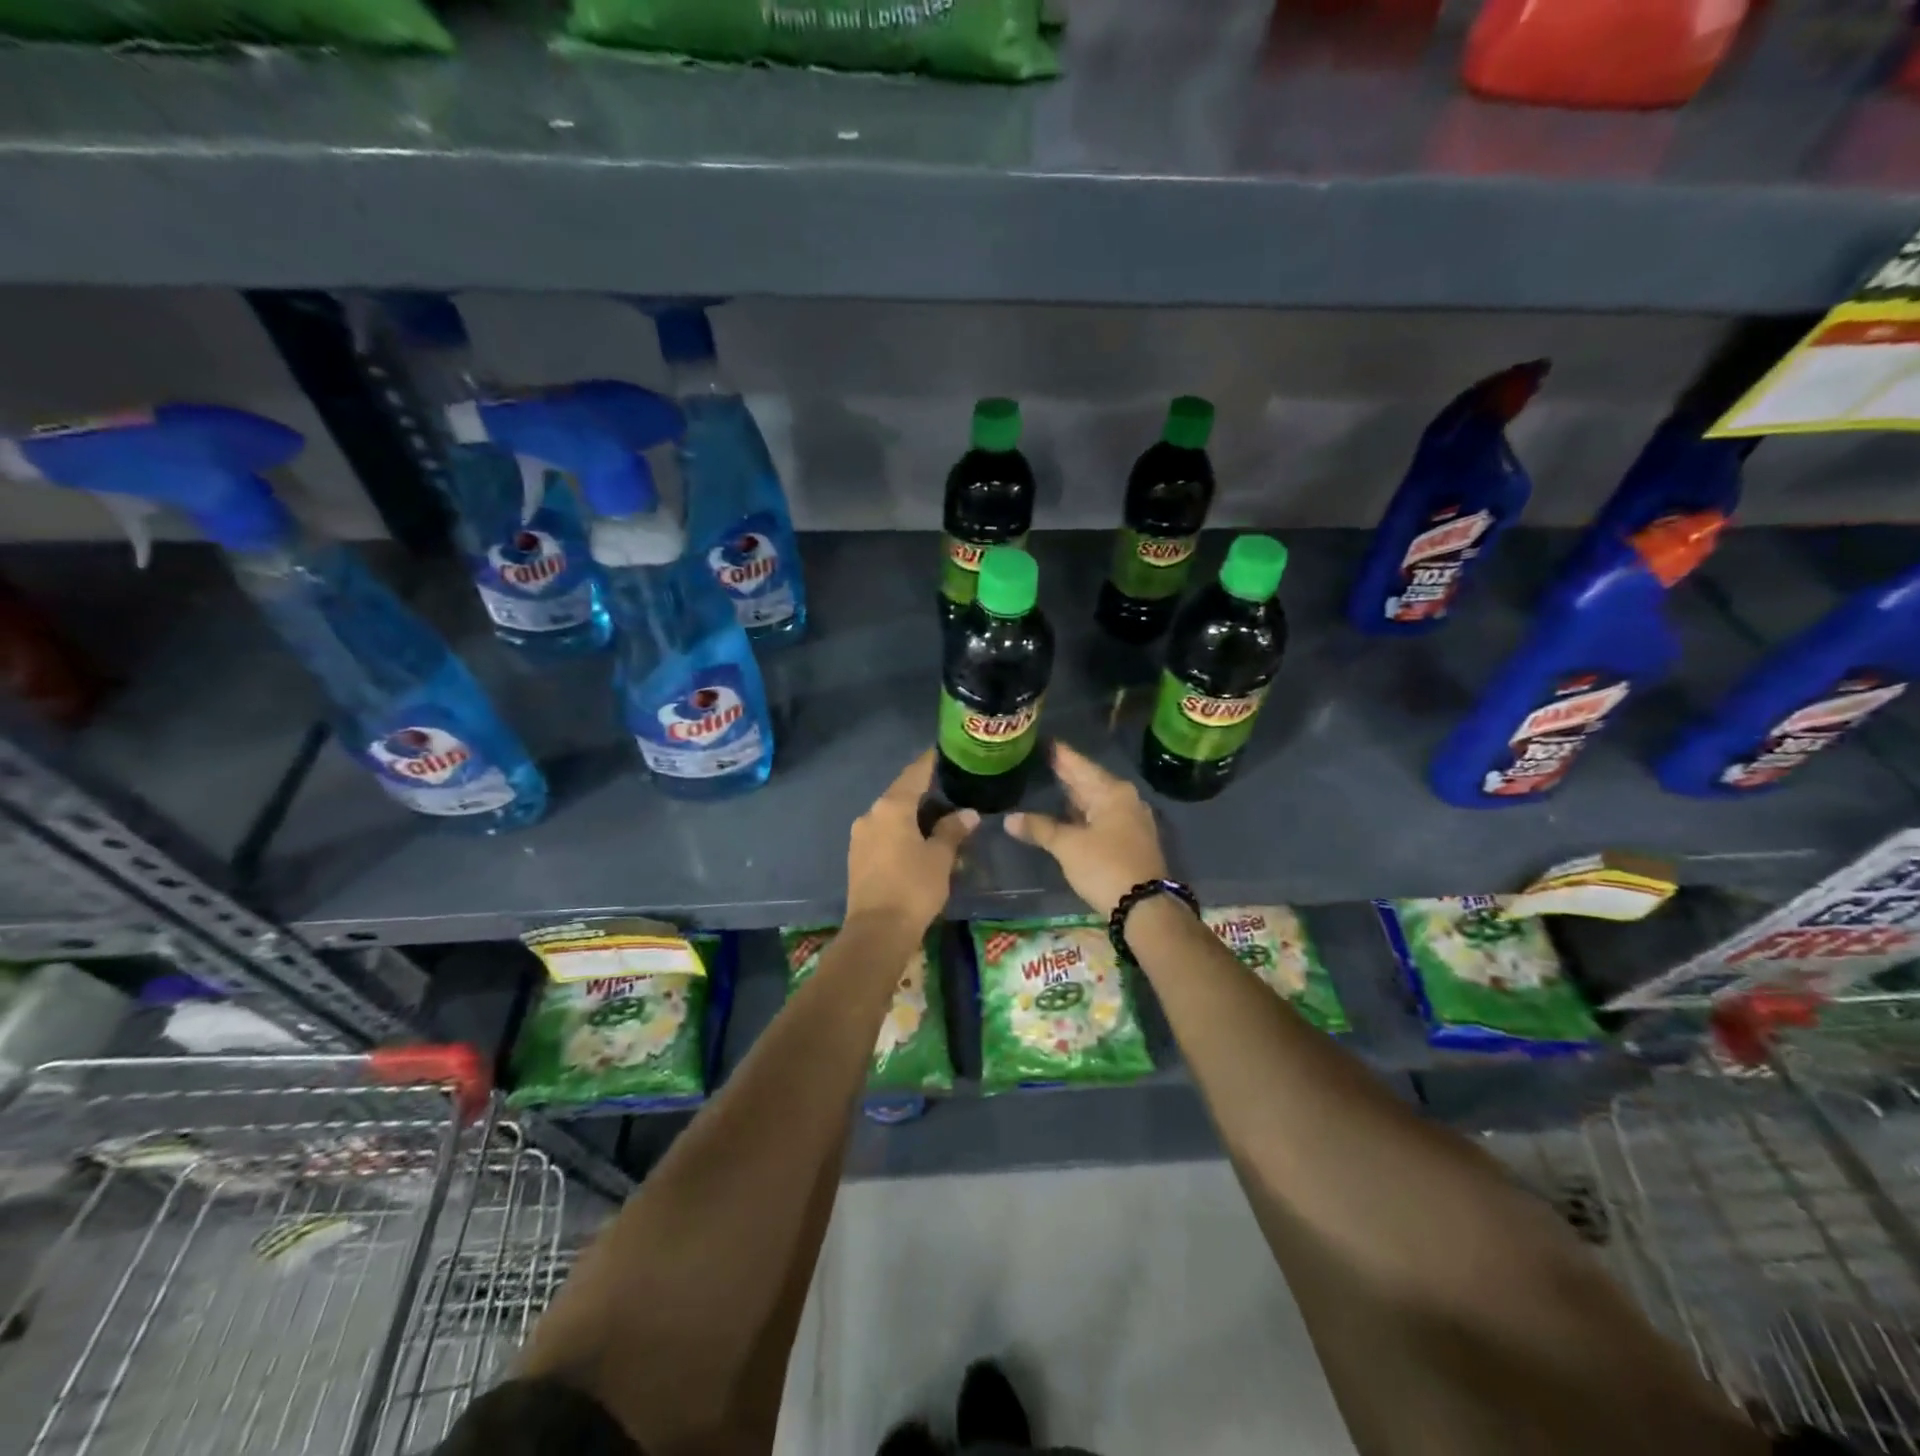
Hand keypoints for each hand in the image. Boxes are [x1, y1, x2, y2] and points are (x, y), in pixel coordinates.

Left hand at [845, 749, 979, 931]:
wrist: (876, 931)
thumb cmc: (913, 887)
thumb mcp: (940, 857)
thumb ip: (952, 831)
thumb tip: (967, 813)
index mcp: (891, 807)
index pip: (914, 774)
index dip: (929, 762)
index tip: (944, 751)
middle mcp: (871, 815)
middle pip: (900, 794)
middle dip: (924, 791)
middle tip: (949, 789)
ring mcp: (860, 836)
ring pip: (891, 816)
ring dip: (912, 815)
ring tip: (938, 817)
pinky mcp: (857, 857)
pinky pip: (883, 834)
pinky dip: (901, 832)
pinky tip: (917, 841)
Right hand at [1006, 741, 1167, 917]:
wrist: (1145, 907)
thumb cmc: (1105, 867)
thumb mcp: (1068, 846)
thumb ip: (1040, 828)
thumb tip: (1009, 819)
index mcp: (1112, 793)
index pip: (1080, 765)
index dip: (1061, 755)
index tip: (1045, 740)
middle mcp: (1126, 800)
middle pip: (1090, 781)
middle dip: (1067, 773)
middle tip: (1043, 759)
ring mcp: (1131, 821)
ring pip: (1097, 801)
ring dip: (1075, 796)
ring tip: (1051, 783)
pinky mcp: (1131, 841)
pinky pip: (1102, 817)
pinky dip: (1083, 814)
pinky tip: (1068, 815)